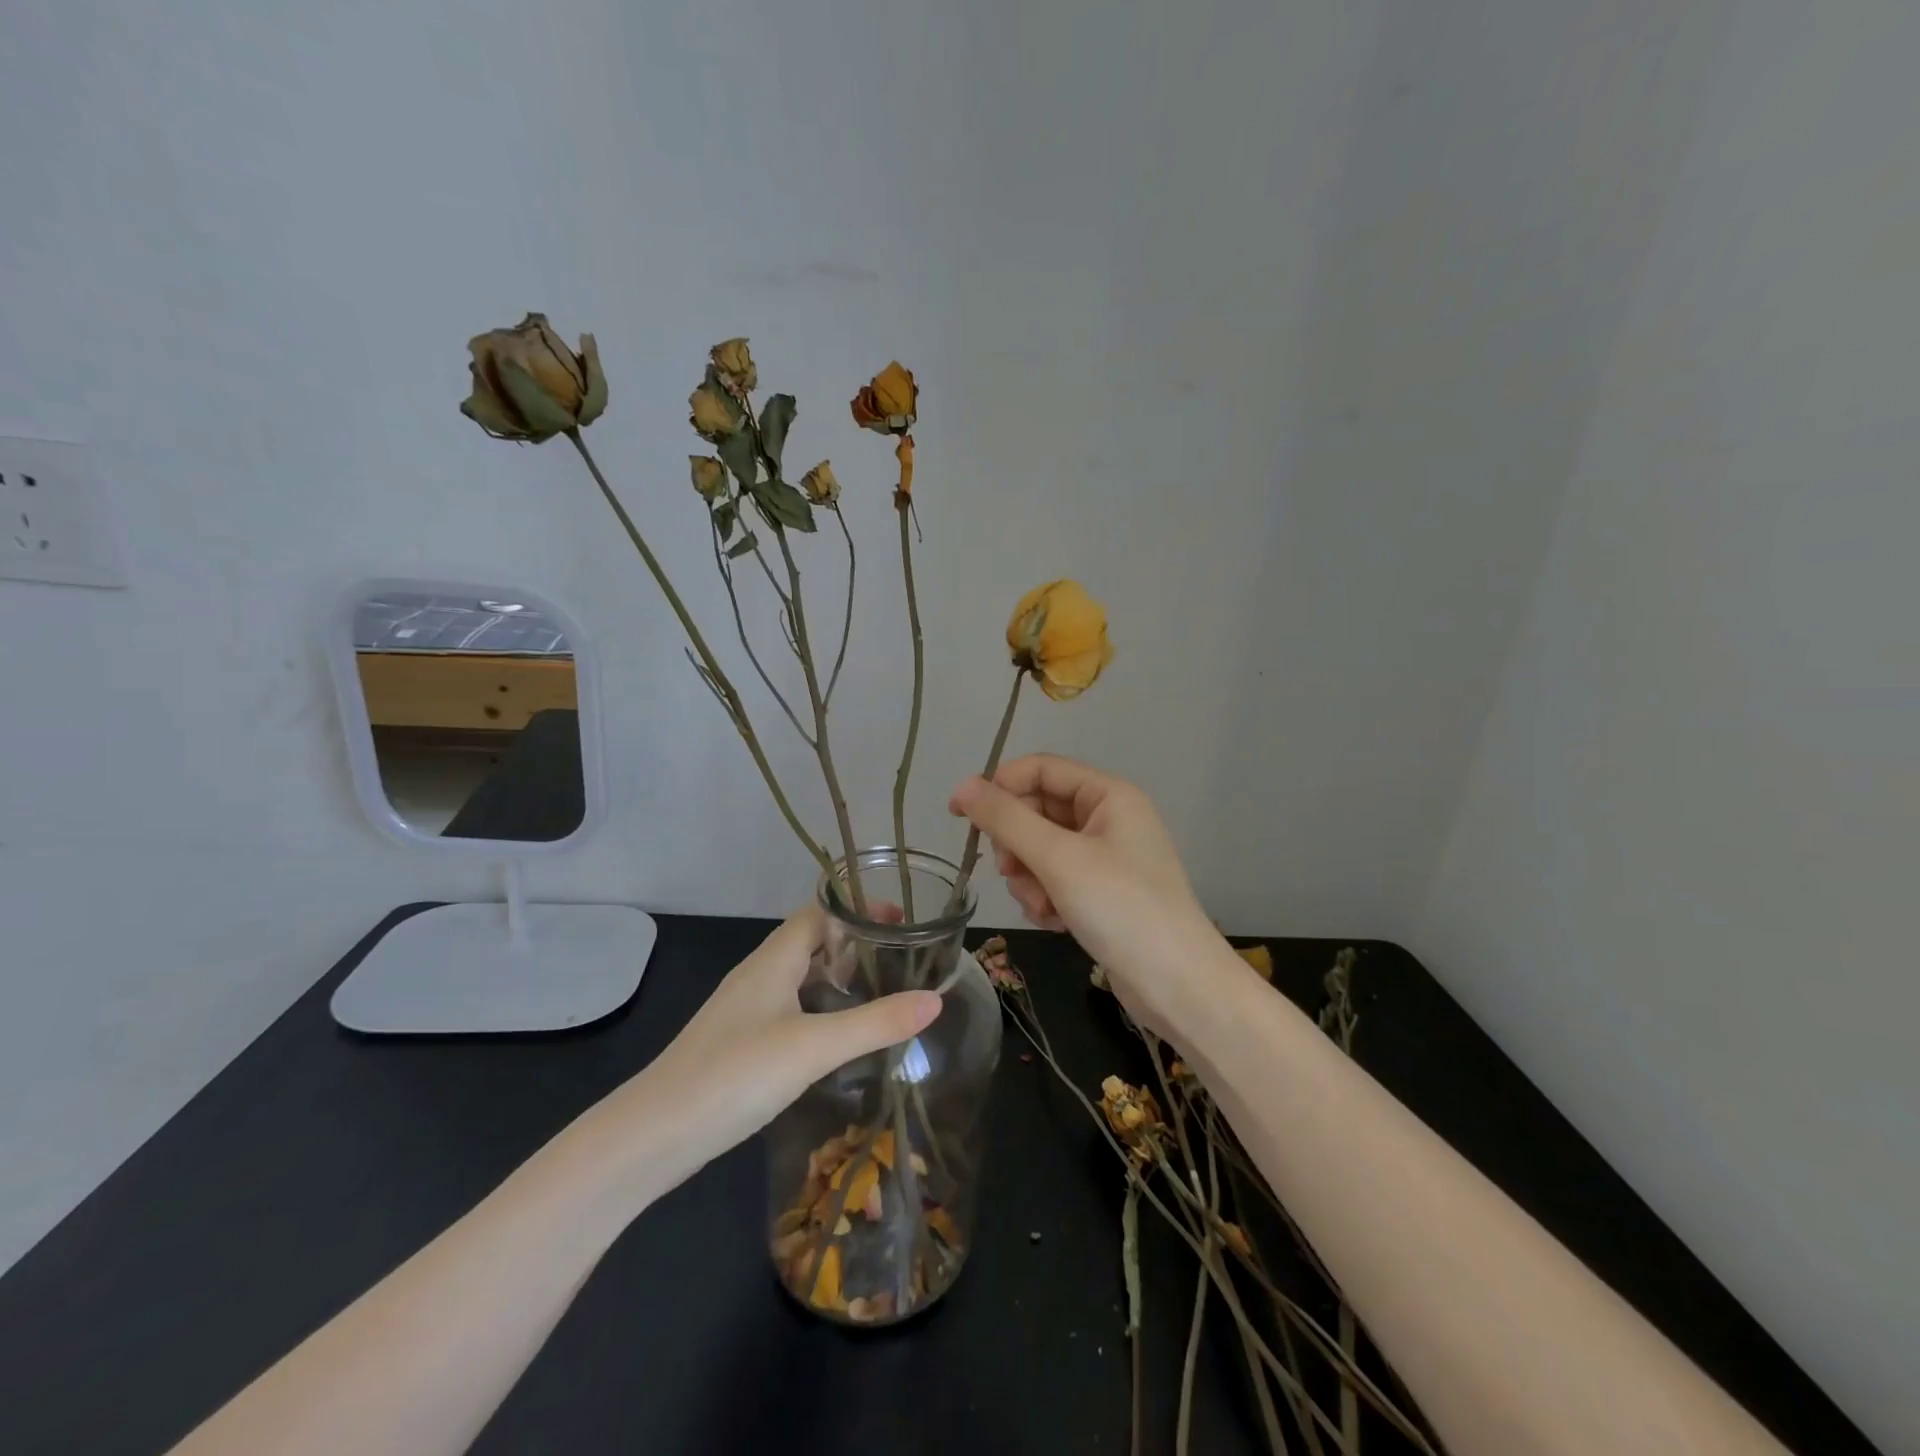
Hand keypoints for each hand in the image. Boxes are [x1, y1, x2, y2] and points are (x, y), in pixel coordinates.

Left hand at [583, 907, 939, 1194]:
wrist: (653, 1135)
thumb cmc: (735, 1074)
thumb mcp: (814, 1047)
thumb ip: (876, 1023)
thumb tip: (935, 999)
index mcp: (773, 960)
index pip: (819, 912)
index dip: (858, 910)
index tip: (902, 922)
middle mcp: (758, 975)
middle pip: (811, 941)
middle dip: (855, 945)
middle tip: (899, 964)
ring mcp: (745, 1010)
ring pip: (799, 977)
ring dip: (837, 979)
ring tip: (878, 997)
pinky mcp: (739, 1042)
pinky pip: (788, 1008)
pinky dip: (818, 1010)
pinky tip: (835, 1041)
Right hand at [949, 754, 1230, 1037]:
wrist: (1178, 987)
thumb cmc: (1121, 909)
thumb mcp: (1058, 859)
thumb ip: (1006, 819)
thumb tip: (962, 786)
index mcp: (1108, 795)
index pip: (1040, 769)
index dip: (998, 786)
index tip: (958, 815)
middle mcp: (1108, 819)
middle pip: (1037, 811)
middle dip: (1018, 844)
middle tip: (1009, 870)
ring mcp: (1106, 858)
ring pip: (1040, 850)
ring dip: (1030, 878)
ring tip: (1044, 906)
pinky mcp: (1101, 893)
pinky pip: (1055, 880)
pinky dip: (1046, 898)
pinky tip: (1056, 922)